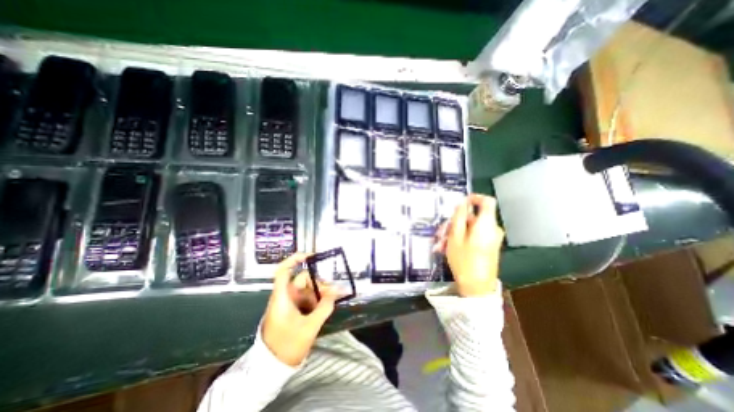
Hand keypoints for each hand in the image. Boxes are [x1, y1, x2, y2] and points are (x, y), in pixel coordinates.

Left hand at [261, 254, 338, 366]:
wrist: (272, 367)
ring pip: (307, 289)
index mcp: (282, 297)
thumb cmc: (287, 346)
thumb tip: (337, 292)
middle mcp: (285, 296)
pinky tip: (326, 305)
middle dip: (319, 283)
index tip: (311, 256)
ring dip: (320, 292)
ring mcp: (289, 303)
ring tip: (332, 300)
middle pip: (302, 279)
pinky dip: (317, 299)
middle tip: (334, 291)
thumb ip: (324, 308)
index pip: (283, 271)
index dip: (295, 259)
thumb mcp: (309, 327)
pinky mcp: (293, 310)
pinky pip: (307, 298)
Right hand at [434, 193, 505, 295]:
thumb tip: (462, 203)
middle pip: (472, 217)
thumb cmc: (464, 260)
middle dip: (453, 223)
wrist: (477, 288)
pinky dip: (458, 240)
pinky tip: (445, 248)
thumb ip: (459, 217)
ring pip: (469, 228)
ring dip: (452, 234)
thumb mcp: (455, 237)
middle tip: (439, 233)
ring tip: (439, 245)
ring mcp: (489, 238)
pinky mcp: (486, 246)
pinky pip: (471, 237)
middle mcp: (491, 229)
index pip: (487, 201)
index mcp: (486, 224)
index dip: (473, 198)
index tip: (459, 203)